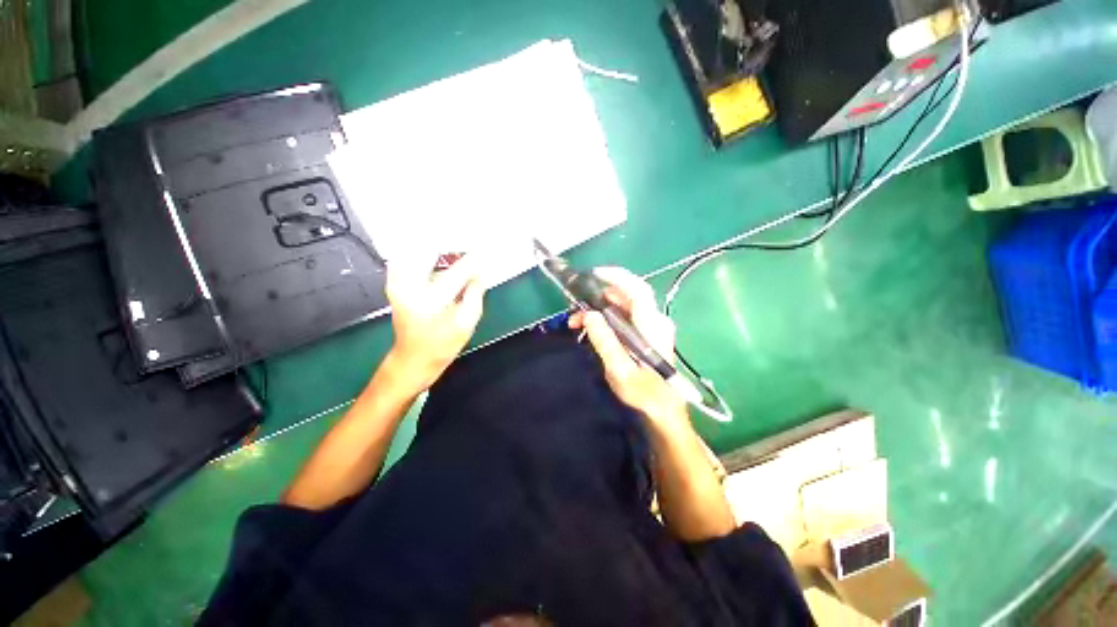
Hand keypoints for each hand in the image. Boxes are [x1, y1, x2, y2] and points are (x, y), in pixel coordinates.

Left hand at [384, 254, 485, 390]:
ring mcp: (398, 283)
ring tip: (456, 246)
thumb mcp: (467, 324)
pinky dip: (423, 253)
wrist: (413, 358)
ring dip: (438, 246)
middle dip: (452, 243)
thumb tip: (480, 273)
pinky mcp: (395, 283)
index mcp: (431, 300)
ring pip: (417, 250)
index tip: (488, 248)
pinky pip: (407, 257)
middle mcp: (410, 286)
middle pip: (431, 250)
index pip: (459, 270)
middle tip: (469, 243)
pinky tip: (437, 255)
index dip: (476, 258)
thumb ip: (475, 295)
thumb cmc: (442, 345)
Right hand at [570, 267, 688, 426]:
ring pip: (623, 306)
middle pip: (627, 296)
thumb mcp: (620, 371)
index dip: (617, 277)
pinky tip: (591, 328)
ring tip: (577, 321)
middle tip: (576, 309)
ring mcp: (652, 326)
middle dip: (599, 296)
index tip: (593, 274)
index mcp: (652, 327)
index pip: (638, 290)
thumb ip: (605, 341)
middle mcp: (655, 321)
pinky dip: (606, 317)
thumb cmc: (644, 394)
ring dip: (599, 308)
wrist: (663, 411)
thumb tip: (589, 315)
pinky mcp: (647, 333)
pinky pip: (625, 316)